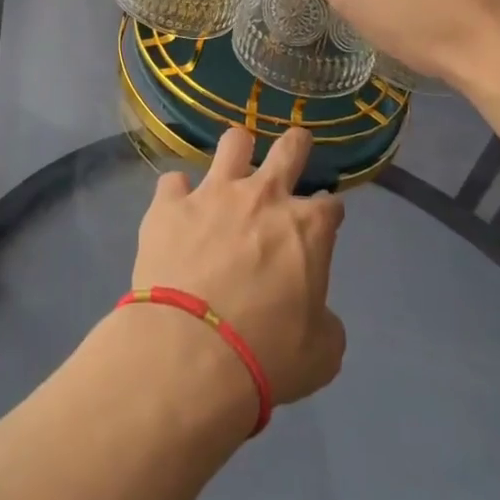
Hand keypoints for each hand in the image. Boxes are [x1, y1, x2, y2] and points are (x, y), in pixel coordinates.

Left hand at [131, 127, 345, 406]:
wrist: (191, 353)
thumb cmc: (267, 355)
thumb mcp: (321, 353)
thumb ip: (324, 322)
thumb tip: (314, 313)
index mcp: (306, 228)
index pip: (331, 206)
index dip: (328, 214)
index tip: (324, 223)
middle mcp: (263, 197)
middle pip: (289, 150)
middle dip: (297, 145)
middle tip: (296, 145)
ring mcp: (213, 194)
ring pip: (233, 143)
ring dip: (237, 151)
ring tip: (234, 163)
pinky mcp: (169, 205)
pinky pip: (173, 182)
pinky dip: (177, 195)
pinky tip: (176, 210)